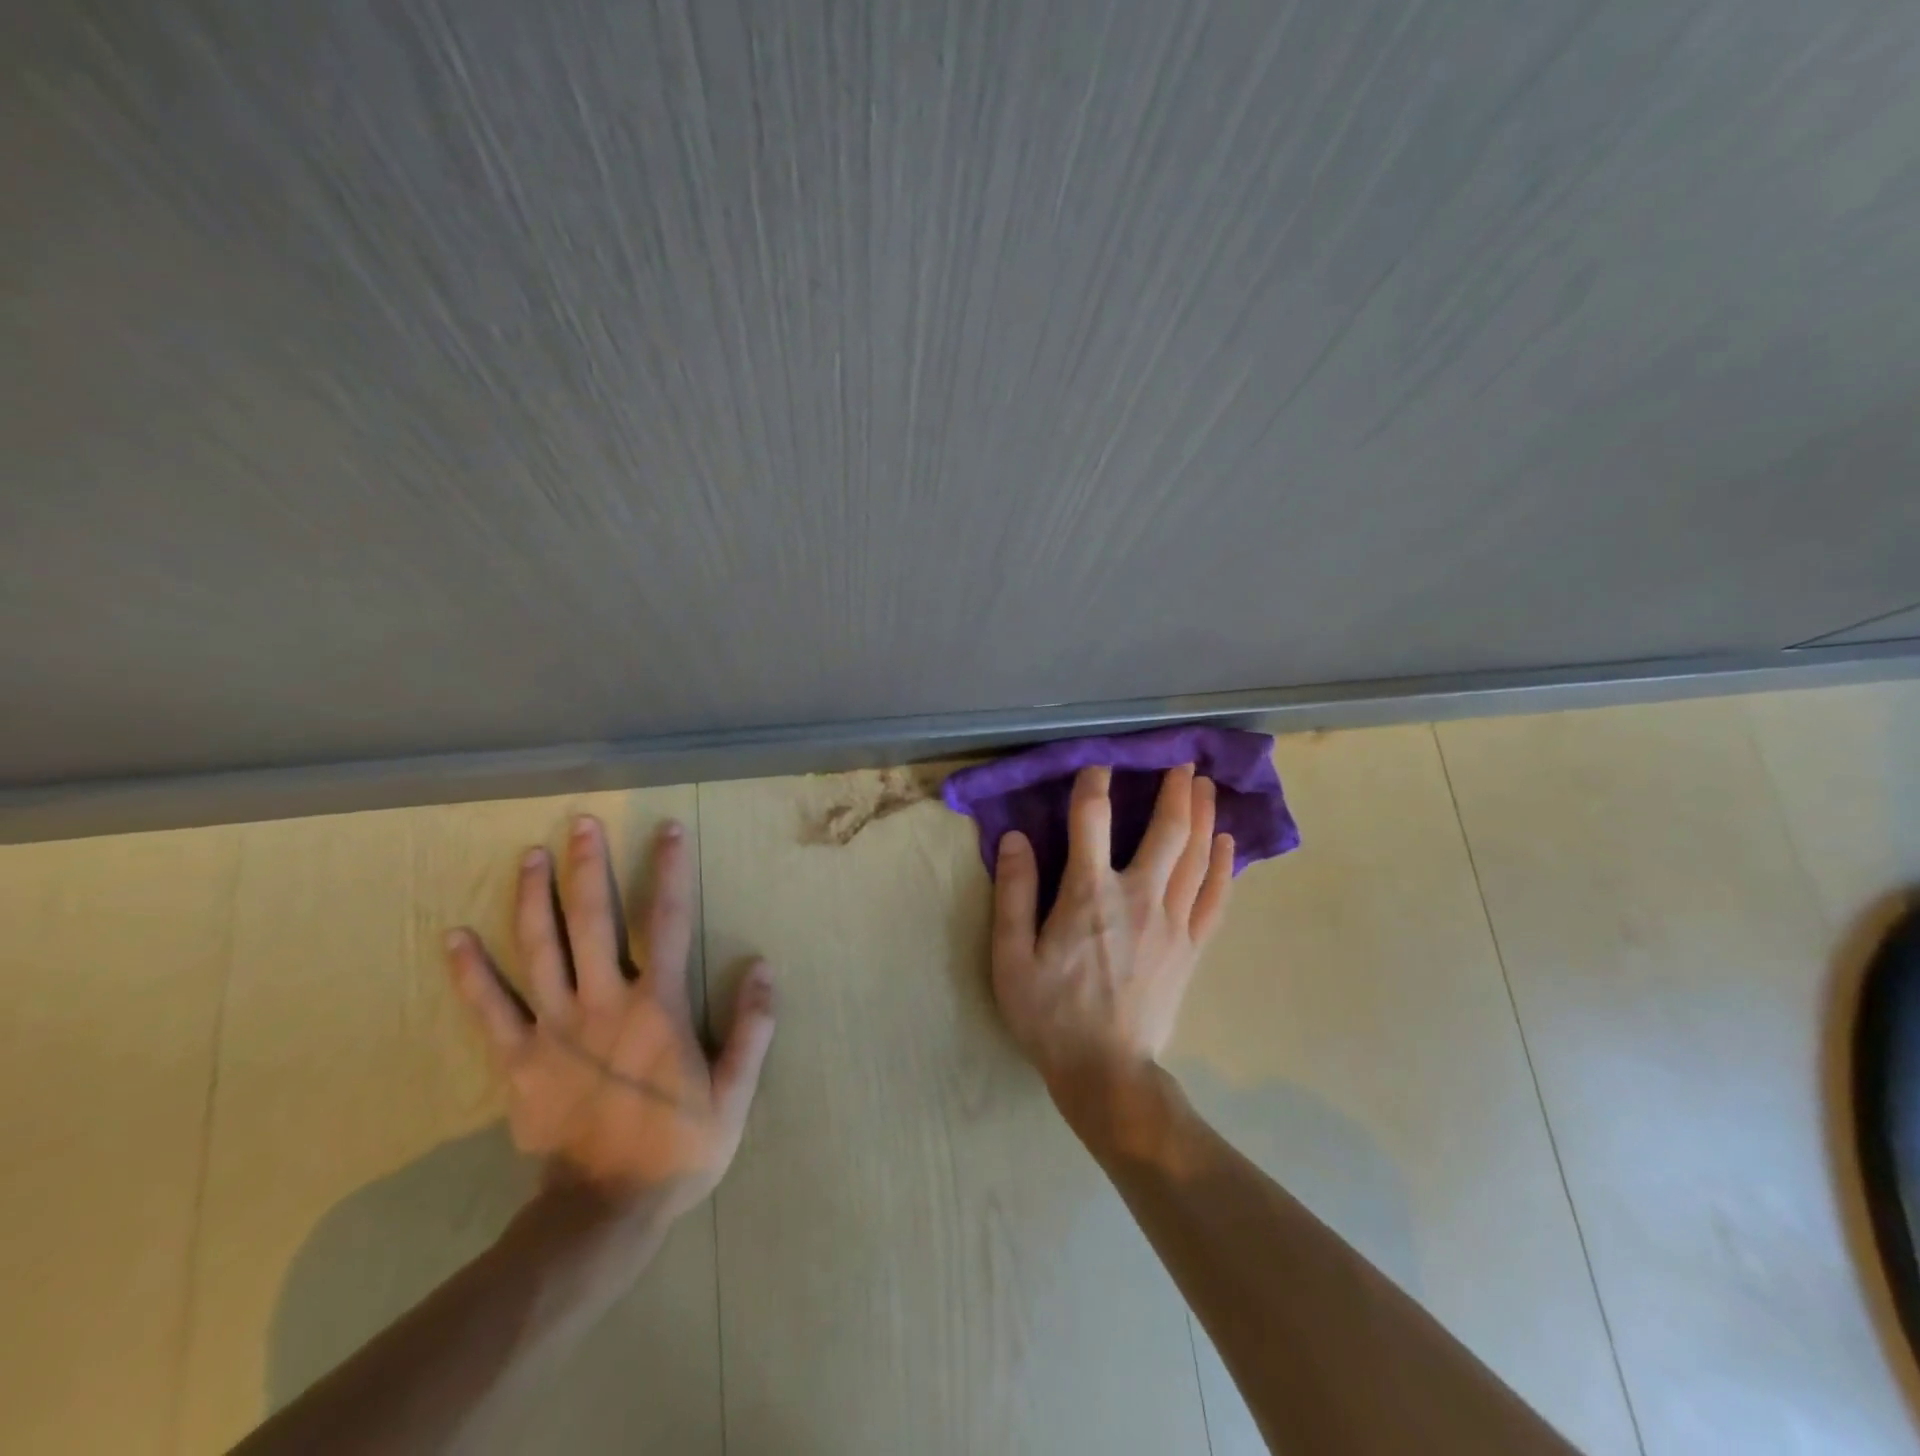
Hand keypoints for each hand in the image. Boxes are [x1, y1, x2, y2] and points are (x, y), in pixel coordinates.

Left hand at [445, 815, 774, 1222]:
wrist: (603, 1213)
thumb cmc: (676, 1147)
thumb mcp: (735, 1092)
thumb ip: (752, 1028)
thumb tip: (764, 968)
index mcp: (657, 1004)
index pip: (668, 920)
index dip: (670, 870)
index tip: (667, 829)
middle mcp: (603, 1001)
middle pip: (594, 920)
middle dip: (588, 866)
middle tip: (580, 822)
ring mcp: (554, 1028)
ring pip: (539, 949)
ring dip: (533, 898)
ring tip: (528, 856)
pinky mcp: (517, 1059)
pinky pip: (489, 1008)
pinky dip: (470, 972)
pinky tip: (452, 936)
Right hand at [990, 765, 1233, 1125]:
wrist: (1106, 1072)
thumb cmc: (1050, 1013)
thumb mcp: (1012, 957)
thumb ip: (1014, 893)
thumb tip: (1014, 837)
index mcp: (1089, 894)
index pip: (1092, 821)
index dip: (1094, 785)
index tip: (1098, 765)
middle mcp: (1138, 896)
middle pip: (1167, 830)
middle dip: (1176, 790)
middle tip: (1183, 762)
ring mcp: (1172, 922)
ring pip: (1197, 856)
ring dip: (1204, 815)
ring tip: (1208, 786)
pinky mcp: (1191, 947)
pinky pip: (1215, 897)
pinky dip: (1224, 866)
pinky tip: (1228, 844)